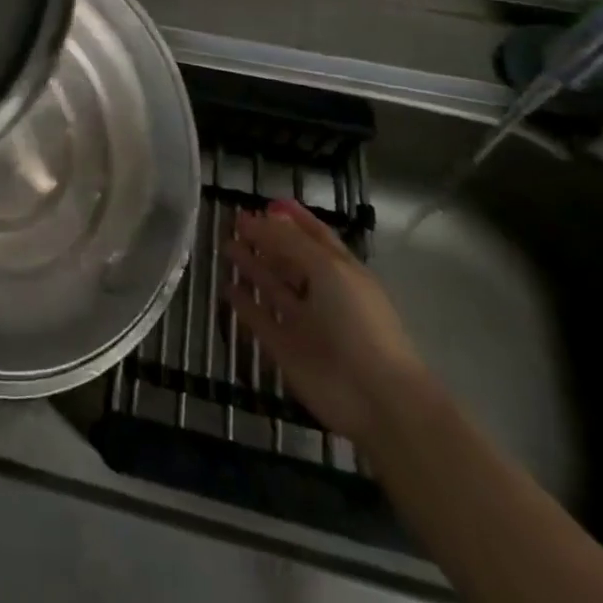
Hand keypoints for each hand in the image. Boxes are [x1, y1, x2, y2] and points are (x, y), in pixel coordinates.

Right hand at [221, 200, 427, 441]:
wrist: (376, 398)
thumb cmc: (358, 322)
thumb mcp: (328, 268)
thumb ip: (291, 241)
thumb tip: (260, 217)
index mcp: (340, 270)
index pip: (313, 235)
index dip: (292, 218)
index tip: (264, 203)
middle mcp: (322, 293)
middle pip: (289, 259)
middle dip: (265, 239)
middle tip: (235, 221)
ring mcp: (303, 322)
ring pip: (273, 287)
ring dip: (252, 267)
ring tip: (226, 246)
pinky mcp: (285, 349)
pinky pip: (260, 320)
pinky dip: (244, 304)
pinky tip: (227, 286)